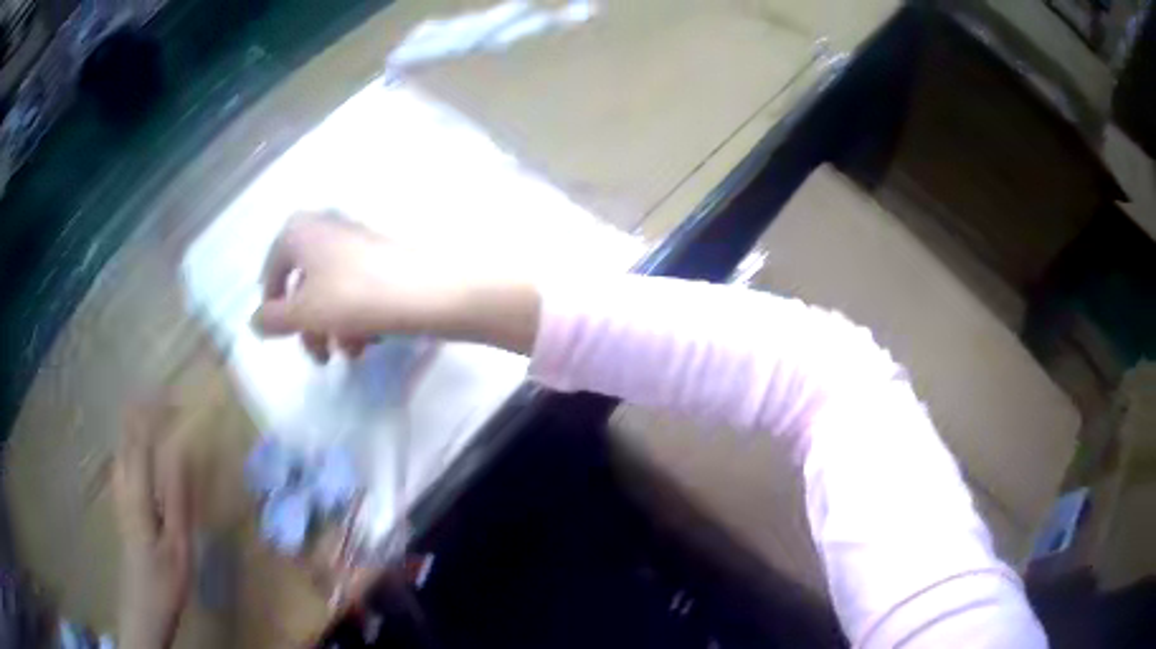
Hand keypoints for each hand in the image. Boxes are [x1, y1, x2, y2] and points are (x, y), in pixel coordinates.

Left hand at [114, 404, 191, 648]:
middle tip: (162, 393)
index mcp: (137, 489)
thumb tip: (181, 449)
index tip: (173, 393)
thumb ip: (177, 495)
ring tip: (149, 408)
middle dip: (142, 409)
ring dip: (134, 423)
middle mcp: (123, 483)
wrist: (143, 608)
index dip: (154, 411)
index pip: (142, 436)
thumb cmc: (164, 579)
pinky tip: (136, 446)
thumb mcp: (177, 543)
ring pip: (122, 446)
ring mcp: (119, 494)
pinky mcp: (122, 505)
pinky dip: (131, 443)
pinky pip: (123, 461)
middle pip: (127, 435)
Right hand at [252, 211, 539, 359]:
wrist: (429, 291)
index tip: (282, 336)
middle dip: (310, 326)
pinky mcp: (382, 257)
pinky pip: (357, 289)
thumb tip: (254, 321)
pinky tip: (373, 341)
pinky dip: (358, 316)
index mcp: (299, 231)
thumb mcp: (303, 312)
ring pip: (332, 292)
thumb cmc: (353, 297)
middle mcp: (325, 228)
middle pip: (304, 285)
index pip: (272, 270)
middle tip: (321, 358)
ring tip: (354, 353)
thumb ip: (272, 319)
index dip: (273, 306)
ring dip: (335, 327)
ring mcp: (356, 240)